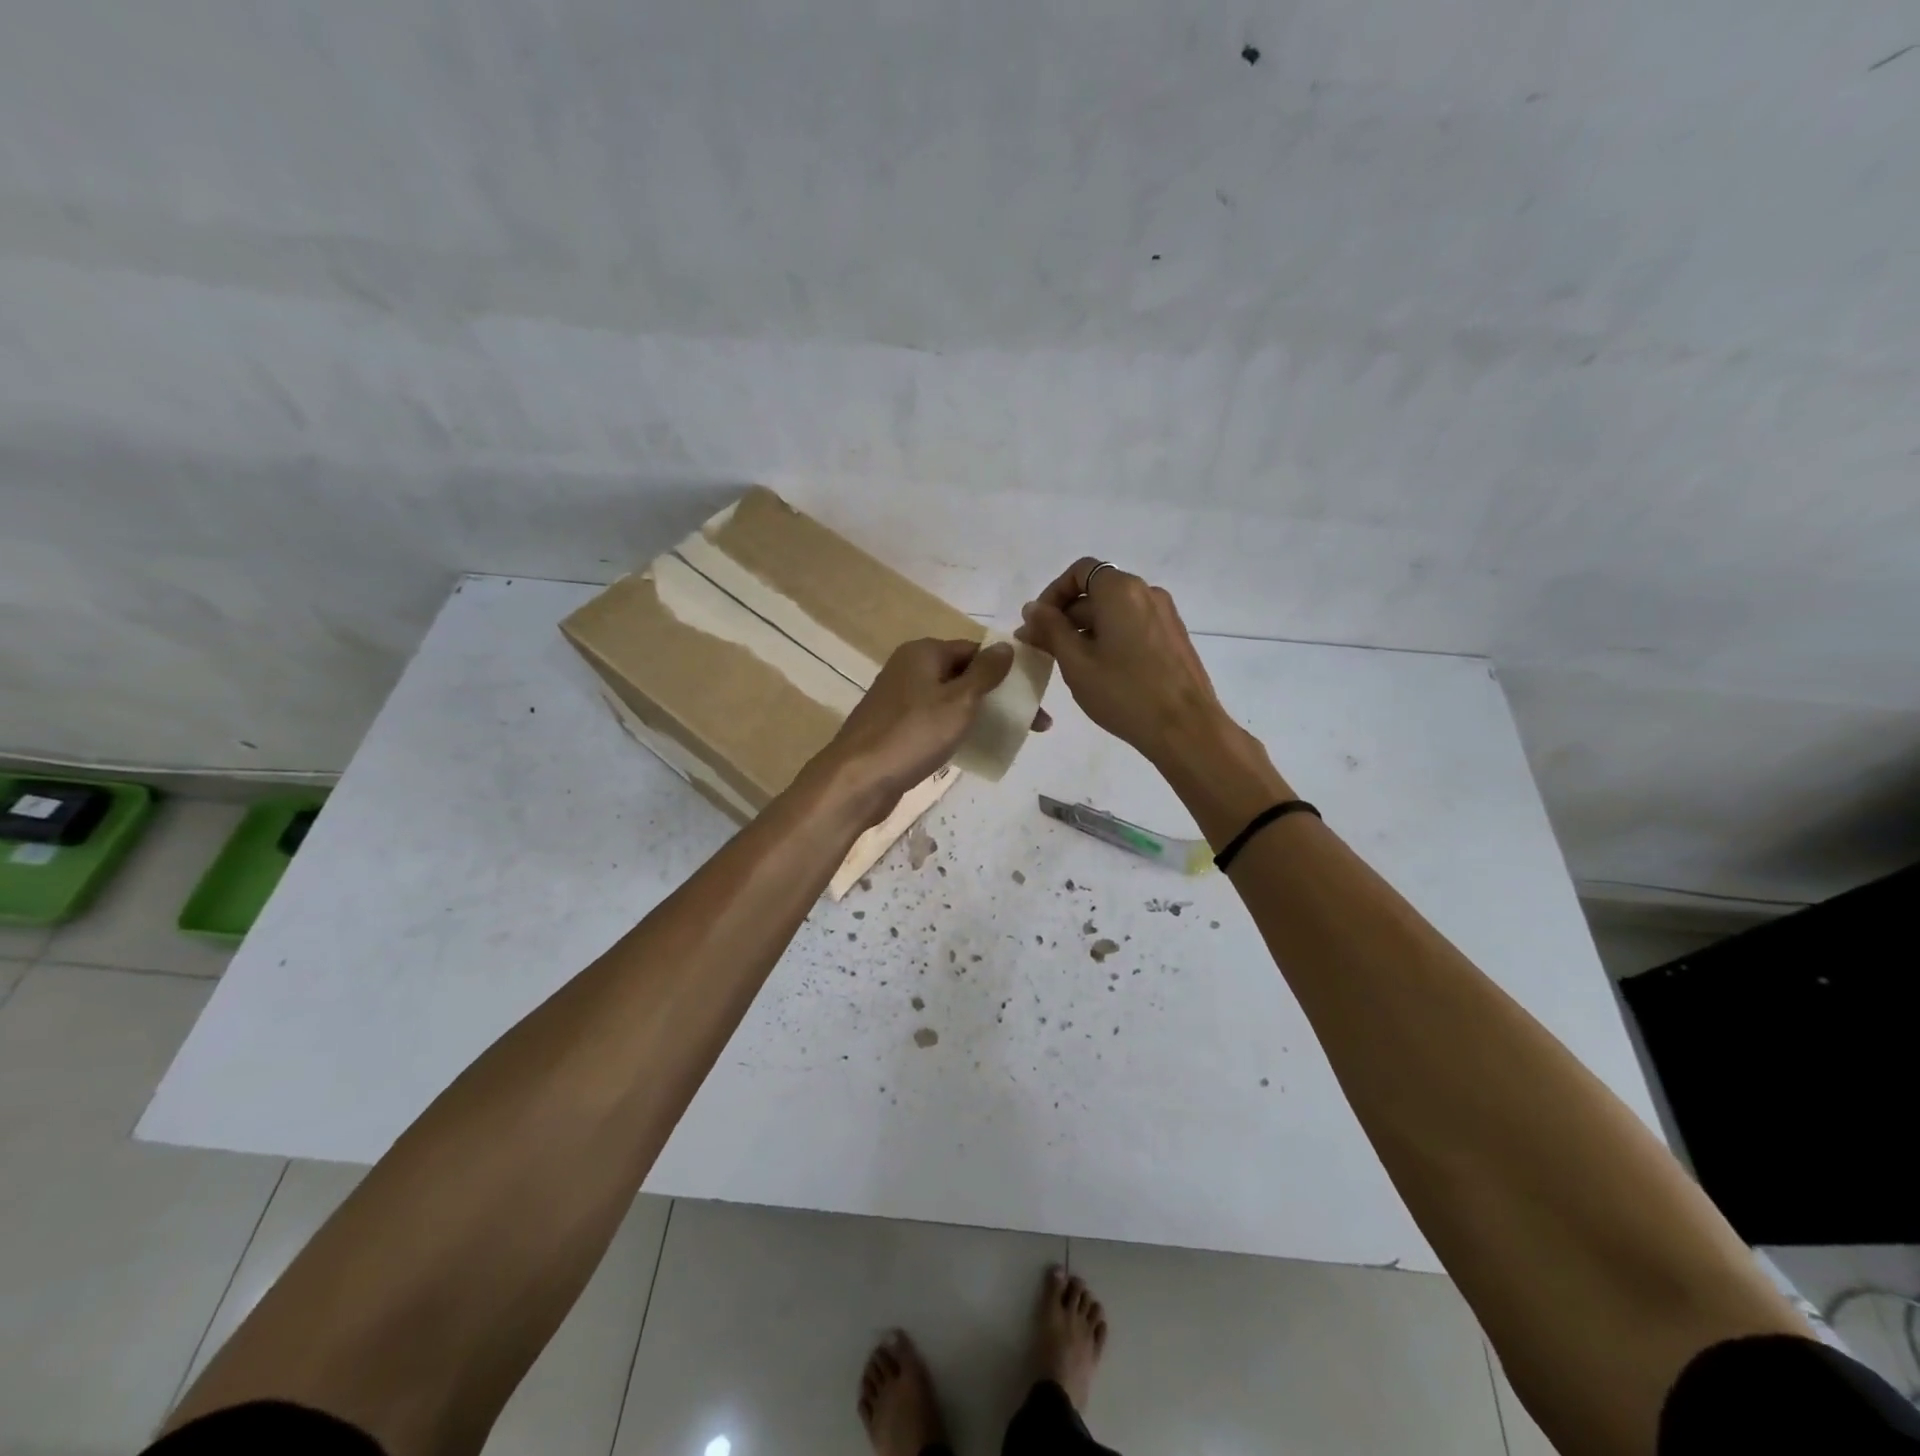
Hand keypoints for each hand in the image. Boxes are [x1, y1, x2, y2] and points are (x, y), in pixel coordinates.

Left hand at [809, 638, 1045, 824]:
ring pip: (950, 700)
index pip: (975, 650)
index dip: (1006, 669)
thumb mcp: (959, 700)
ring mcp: (899, 699)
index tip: (1033, 694)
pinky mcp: (895, 728)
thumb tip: (1006, 646)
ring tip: (1011, 736)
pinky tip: (974, 748)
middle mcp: (909, 669)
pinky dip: (957, 729)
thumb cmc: (913, 734)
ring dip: (980, 714)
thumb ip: (985, 672)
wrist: (858, 779)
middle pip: (964, 675)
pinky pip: (935, 721)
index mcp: (923, 652)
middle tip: (1034, 723)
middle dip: (999, 696)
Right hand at [1015, 559, 1230, 765]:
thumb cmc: (1124, 692)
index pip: (1080, 571)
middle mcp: (1146, 592)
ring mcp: (1165, 615)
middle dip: (1066, 617)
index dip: (1053, 593)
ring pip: (1115, 612)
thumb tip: (1033, 608)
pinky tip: (1101, 671)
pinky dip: (1111, 638)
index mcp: (1121, 590)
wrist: (1185, 728)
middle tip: (1043, 650)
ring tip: (1070, 665)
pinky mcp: (1174, 637)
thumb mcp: (1076, 662)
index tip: (1038, 625)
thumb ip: (1051, 629)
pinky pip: (1133, 626)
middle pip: (1097, 592)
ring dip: (1087, 630)